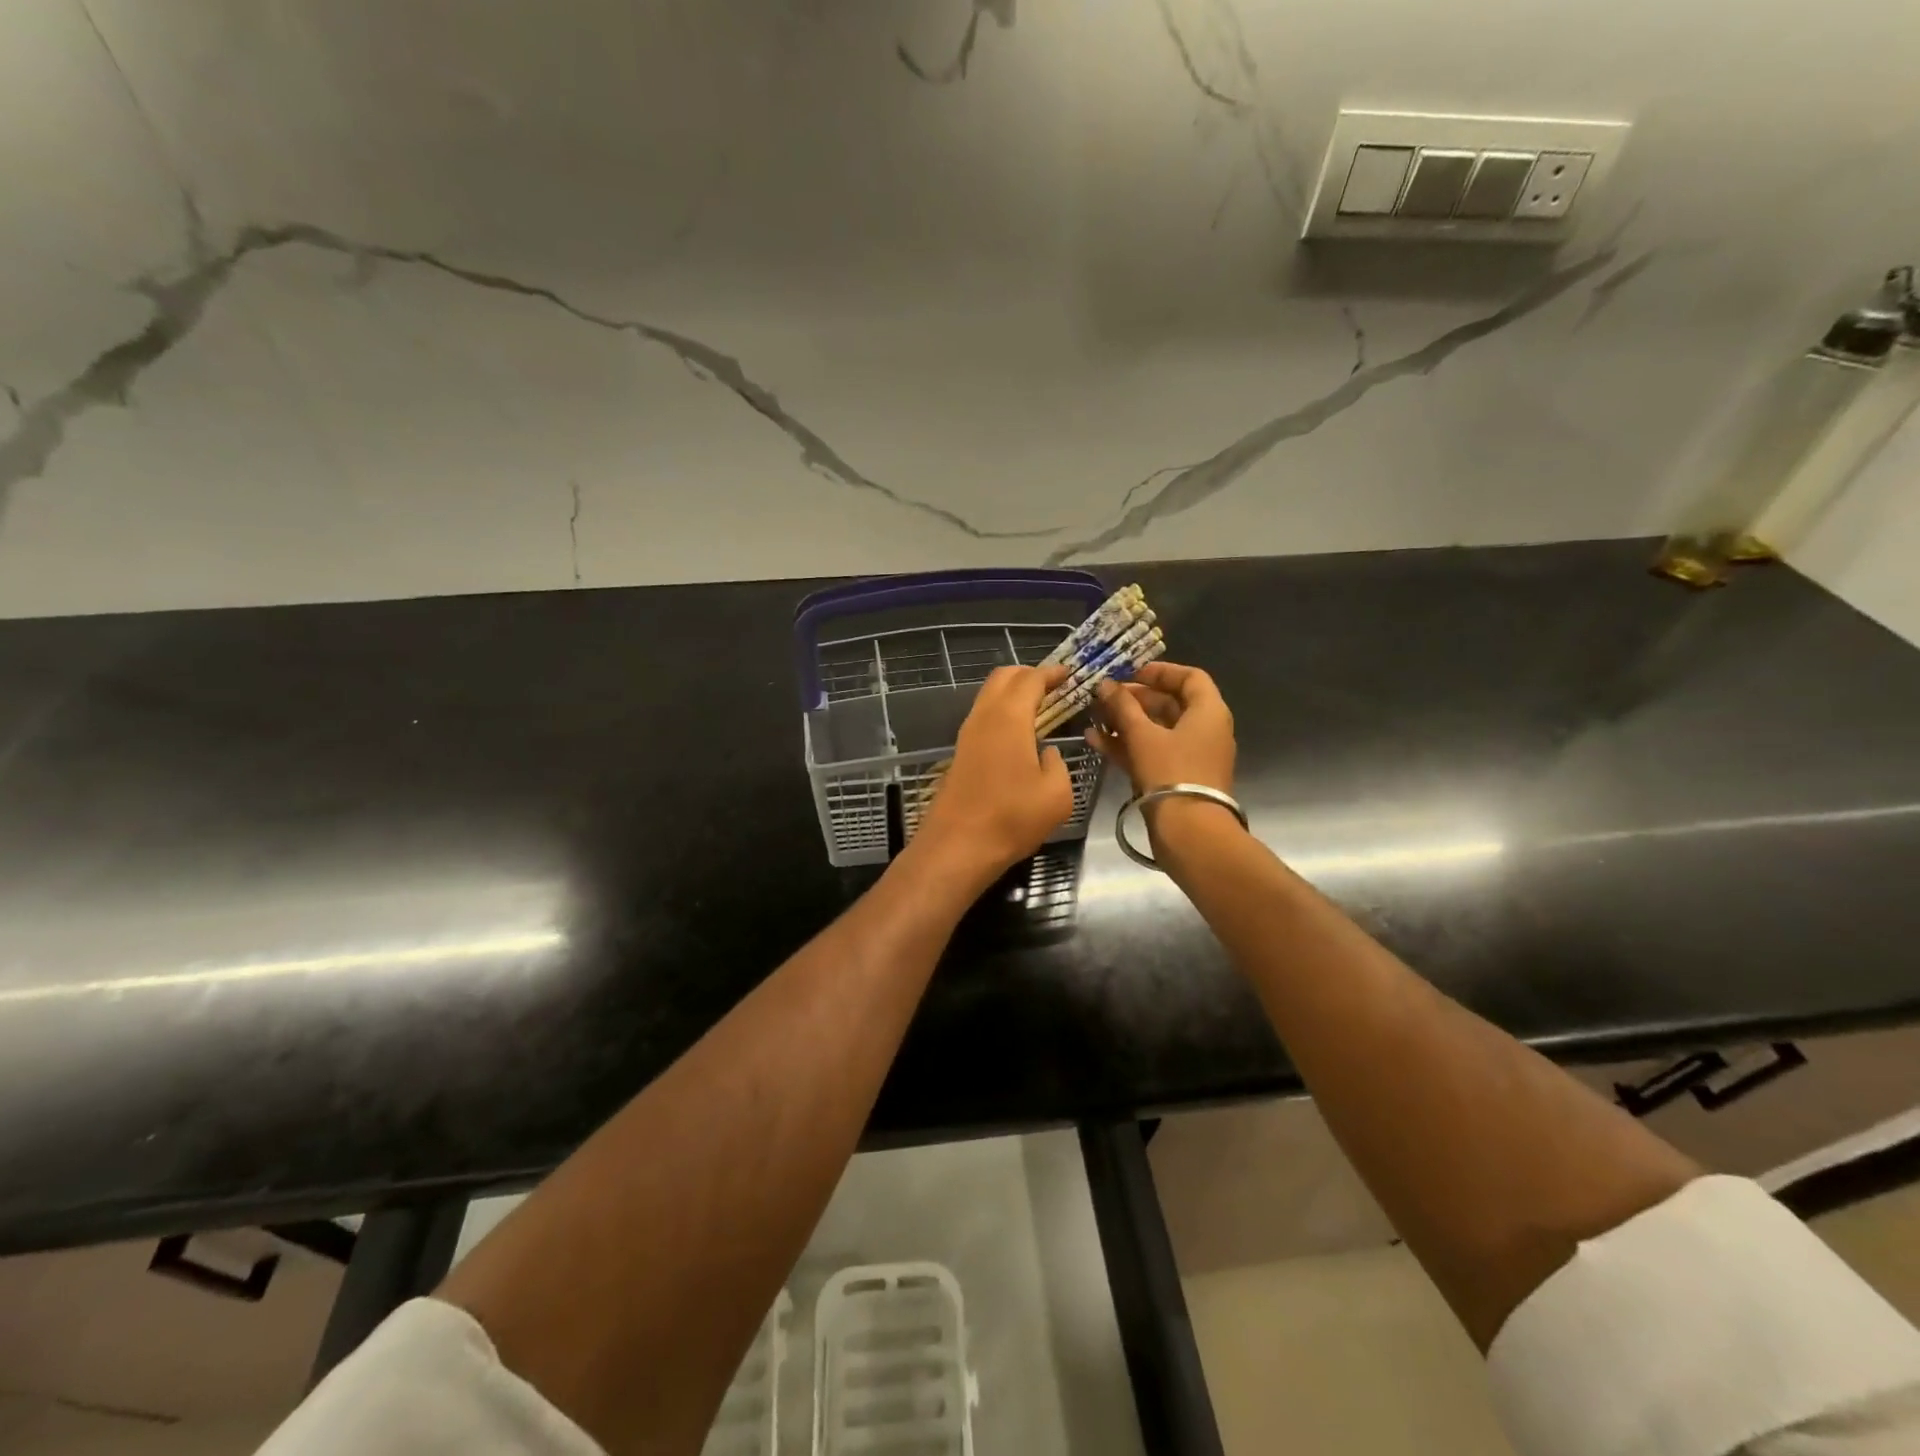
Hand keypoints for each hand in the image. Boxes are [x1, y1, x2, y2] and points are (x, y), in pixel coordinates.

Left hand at [915, 664, 1075, 887]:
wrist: (958, 846)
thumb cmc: (1012, 818)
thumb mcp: (1057, 794)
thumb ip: (1057, 764)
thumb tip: (1046, 753)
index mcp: (1009, 718)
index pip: (1030, 679)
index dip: (1051, 673)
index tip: (1069, 674)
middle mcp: (984, 717)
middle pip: (1002, 677)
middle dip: (1028, 674)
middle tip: (1053, 687)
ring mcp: (967, 734)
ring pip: (988, 696)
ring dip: (1012, 694)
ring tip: (1039, 708)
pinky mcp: (960, 753)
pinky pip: (983, 717)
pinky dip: (1002, 712)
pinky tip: (1019, 734)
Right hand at [1087, 661, 1236, 796]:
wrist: (1189, 832)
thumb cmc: (1171, 772)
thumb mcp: (1143, 735)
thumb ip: (1123, 706)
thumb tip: (1106, 685)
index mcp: (1208, 712)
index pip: (1190, 677)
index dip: (1160, 671)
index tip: (1130, 672)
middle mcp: (1204, 730)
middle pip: (1169, 704)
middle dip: (1133, 699)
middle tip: (1103, 696)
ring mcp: (1190, 756)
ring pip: (1156, 730)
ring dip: (1125, 722)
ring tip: (1093, 717)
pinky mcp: (1176, 777)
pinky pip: (1151, 752)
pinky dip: (1128, 745)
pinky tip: (1096, 740)